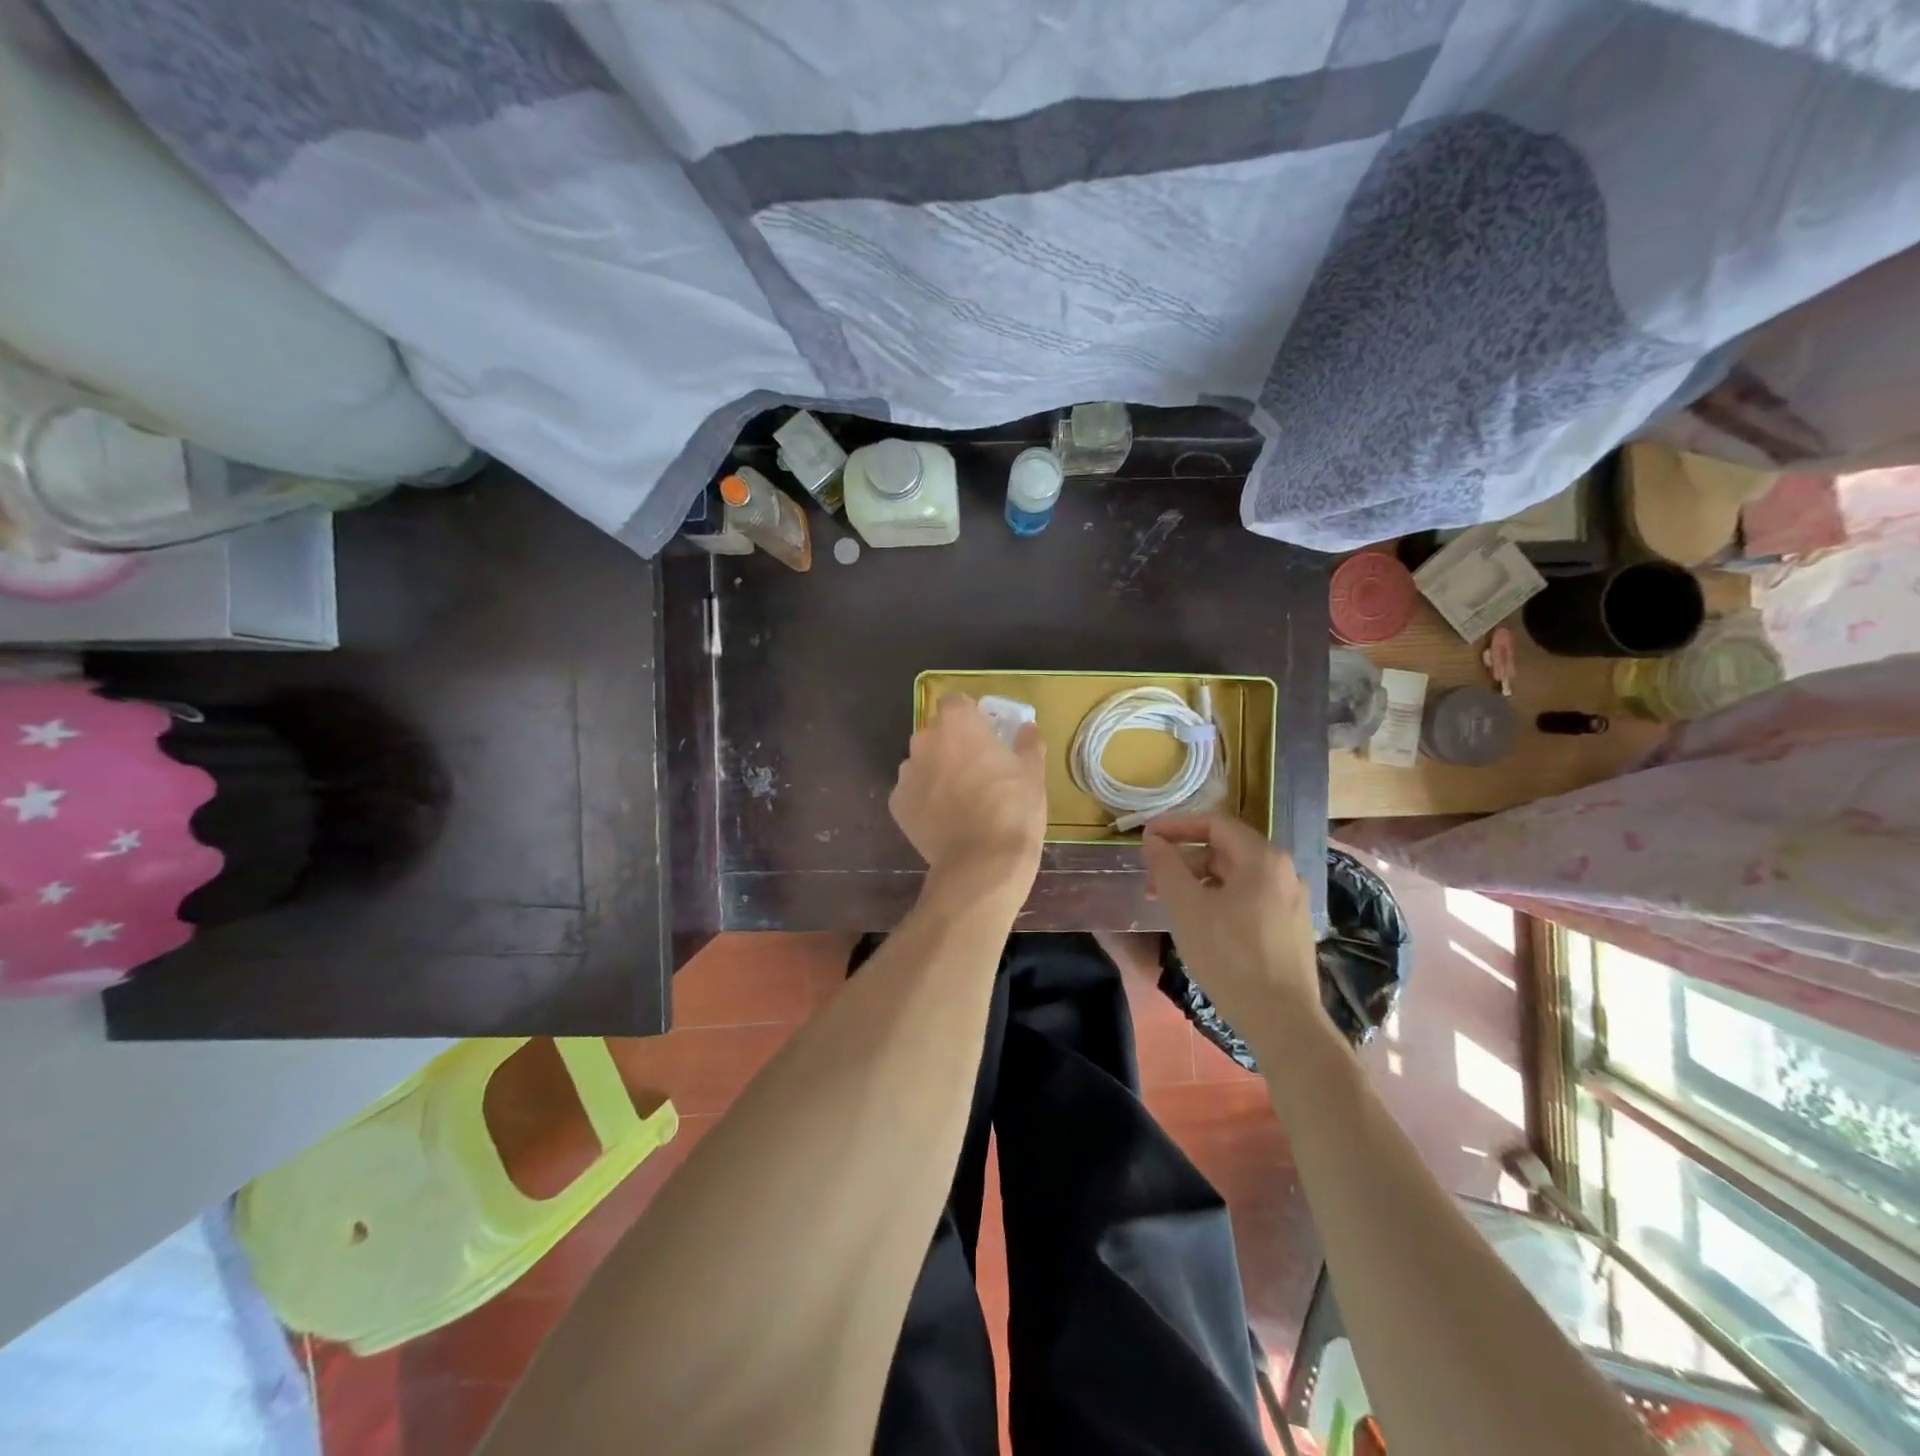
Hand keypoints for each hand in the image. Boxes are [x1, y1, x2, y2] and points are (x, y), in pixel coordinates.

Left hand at [891, 694, 1046, 894]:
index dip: (971, 716)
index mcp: (956, 724)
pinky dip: (925, 800)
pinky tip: (945, 820)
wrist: (981, 863)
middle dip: (953, 744)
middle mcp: (924, 741)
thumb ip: (1028, 743)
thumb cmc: (1012, 809)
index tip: (986, 735)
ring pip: (922, 763)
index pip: (956, 702)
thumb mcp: (1033, 773)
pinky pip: (912, 792)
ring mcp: (906, 774)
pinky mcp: (897, 805)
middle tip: (977, 769)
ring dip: (937, 771)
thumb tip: (1028, 729)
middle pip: (937, 733)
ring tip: (961, 799)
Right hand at [1140, 813, 1322, 1056]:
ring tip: (1170, 906)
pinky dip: (1218, 900)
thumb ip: (1167, 867)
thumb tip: (1153, 841)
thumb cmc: (1230, 956)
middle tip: (1151, 881)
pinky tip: (1200, 924)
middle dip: (1184, 860)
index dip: (1175, 826)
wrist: (1283, 1021)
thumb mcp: (1187, 907)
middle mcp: (1283, 871)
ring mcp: (1290, 900)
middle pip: (1225, 849)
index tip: (1145, 838)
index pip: (1214, 823)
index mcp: (1262, 858)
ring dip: (1198, 882)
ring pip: (1235, 877)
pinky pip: (1248, 898)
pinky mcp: (1290, 927)